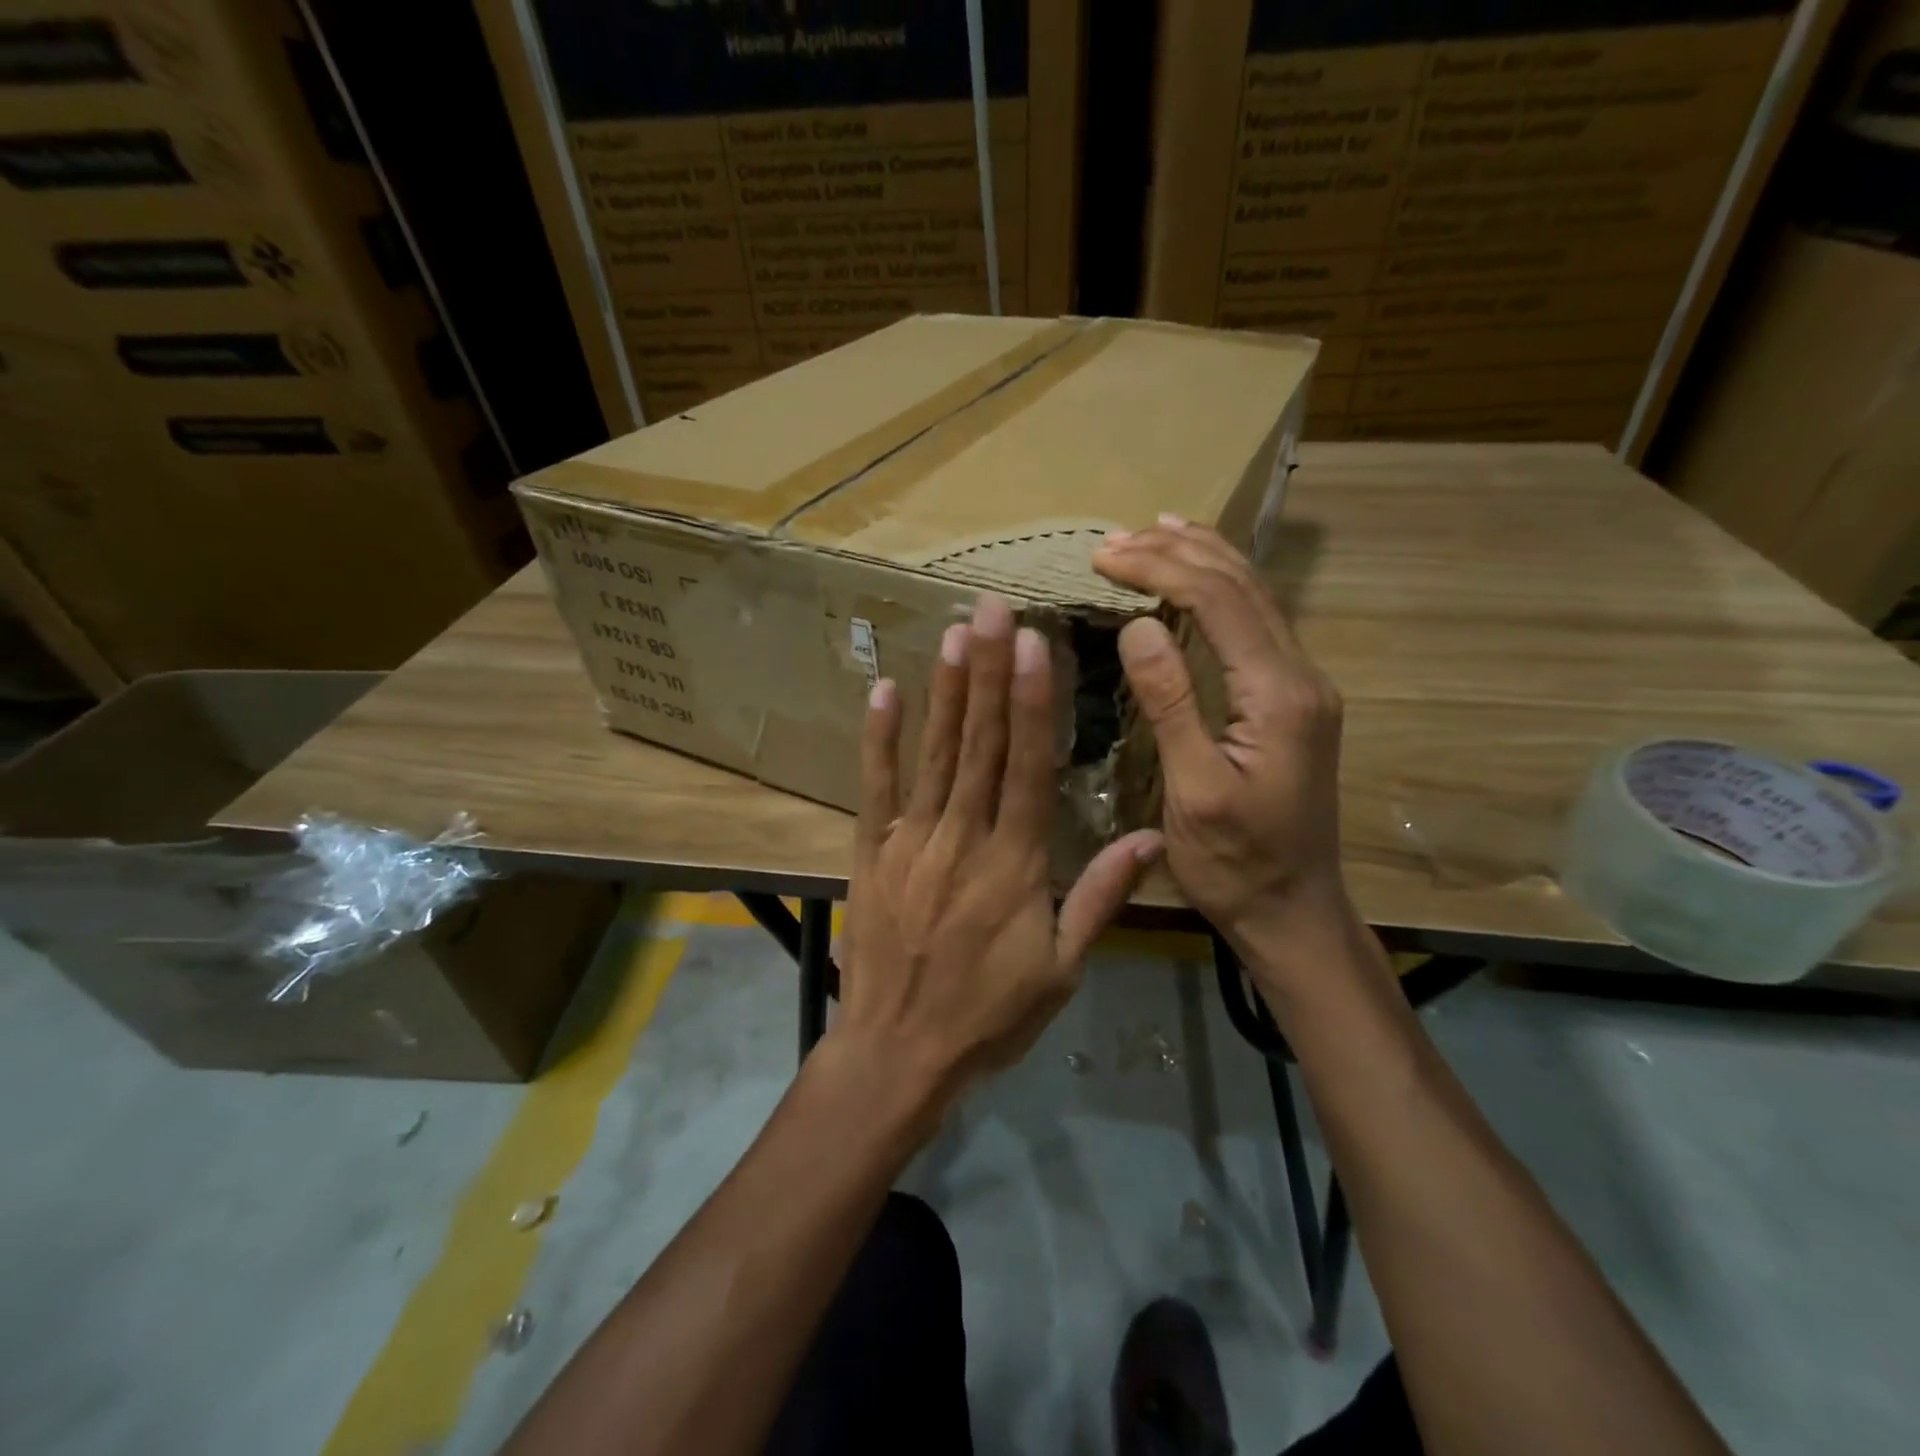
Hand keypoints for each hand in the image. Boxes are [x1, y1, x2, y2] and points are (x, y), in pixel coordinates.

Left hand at [833, 594, 1162, 1121]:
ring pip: (933, 754)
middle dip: (989, 671)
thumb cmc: (989, 1015)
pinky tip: (885, 691)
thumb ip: (1101, 897)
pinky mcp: (872, 853)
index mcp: (1015, 863)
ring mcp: (911, 841)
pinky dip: (880, 739)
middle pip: (979, 743)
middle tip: (994, 609)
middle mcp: (962, 838)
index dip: (1031, 702)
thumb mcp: (1062, 969)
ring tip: (955, 632)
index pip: (1026, 766)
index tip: (1035, 646)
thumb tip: (1150, 837)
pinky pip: (876, 788)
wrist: (898, 1053)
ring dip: (946, 691)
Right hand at [1094, 519, 1355, 962]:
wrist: (1294, 910)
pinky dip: (1220, 589)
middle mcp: (1301, 675)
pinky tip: (1198, 577)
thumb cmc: (1235, 861)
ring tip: (1154, 531)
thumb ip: (1171, 703)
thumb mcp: (1193, 790)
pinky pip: (1256, 623)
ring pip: (1256, 597)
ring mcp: (1302, 685)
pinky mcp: (1292, 698)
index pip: (1218, 602)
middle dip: (1177, 552)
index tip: (1102, 557)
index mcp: (1279, 695)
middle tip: (1114, 540)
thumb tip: (1139, 624)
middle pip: (1242, 586)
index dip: (1159, 568)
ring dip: (1202, 559)